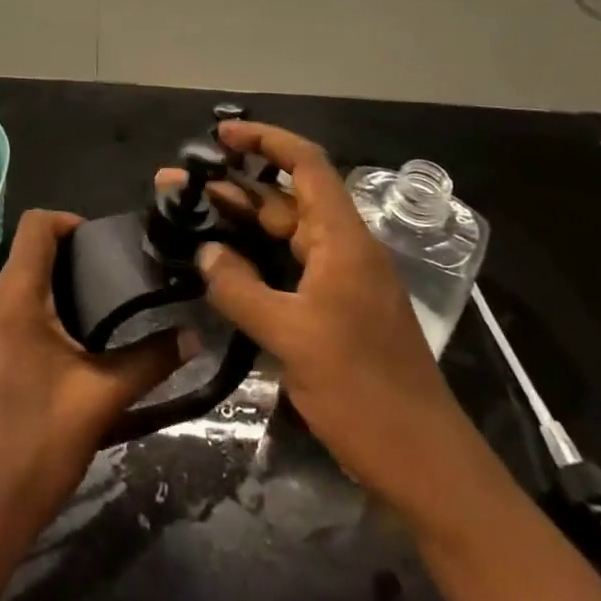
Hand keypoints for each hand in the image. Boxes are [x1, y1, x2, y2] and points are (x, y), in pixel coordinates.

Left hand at [0, 209, 195, 600]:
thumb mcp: (102, 399)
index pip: (35, 225)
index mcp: (13, 298)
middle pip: (28, 253)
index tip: (107, 245)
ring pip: (19, 285)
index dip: (71, 221)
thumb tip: (195, 335)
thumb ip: (151, 360)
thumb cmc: (37, 446)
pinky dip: (40, 313)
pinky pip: (10, 313)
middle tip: (117, 279)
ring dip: (57, 288)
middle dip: (72, 258)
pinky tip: (71, 347)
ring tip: (102, 311)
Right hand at [159, 121, 461, 491]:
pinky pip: (286, 269)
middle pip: (285, 199)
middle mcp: (342, 249)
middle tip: (176, 186)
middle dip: (232, 186)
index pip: (306, 165)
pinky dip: (252, 261)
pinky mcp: (333, 311)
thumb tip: (205, 252)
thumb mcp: (293, 338)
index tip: (220, 136)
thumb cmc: (363, 393)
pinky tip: (218, 266)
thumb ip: (241, 288)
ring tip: (184, 217)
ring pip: (282, 236)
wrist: (424, 464)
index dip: (265, 141)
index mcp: (343, 240)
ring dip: (238, 224)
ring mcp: (339, 281)